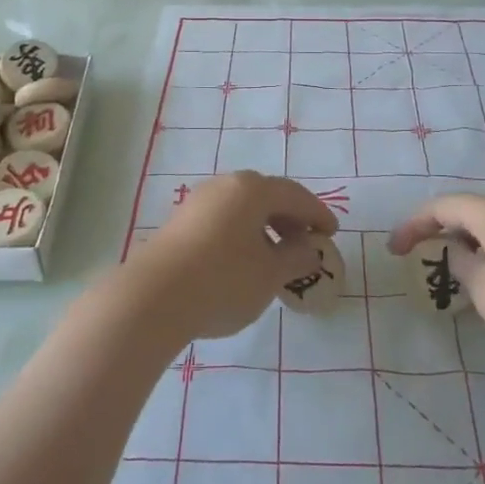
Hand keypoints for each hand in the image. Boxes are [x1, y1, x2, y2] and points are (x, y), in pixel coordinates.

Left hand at [121, 173, 339, 343]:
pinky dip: (242, 235)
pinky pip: (223, 221)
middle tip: (306, 245)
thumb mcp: (270, 274)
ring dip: (265, 228)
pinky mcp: (179, 223)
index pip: (295, 195)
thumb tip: (309, 249)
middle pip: (267, 196)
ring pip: (242, 209)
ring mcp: (198, 202)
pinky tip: (243, 262)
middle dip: (290, 219)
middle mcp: (224, 185)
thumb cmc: (223, 280)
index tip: (331, 234)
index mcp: (252, 189)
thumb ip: (297, 258)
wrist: (153, 298)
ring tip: (276, 259)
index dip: (317, 214)